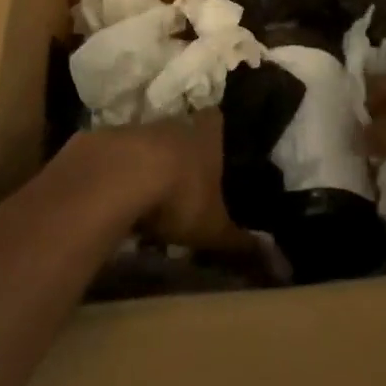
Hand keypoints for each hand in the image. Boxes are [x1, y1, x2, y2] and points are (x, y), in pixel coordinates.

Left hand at [74, 113, 253, 252]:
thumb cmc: (179, 196)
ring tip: (150, 195)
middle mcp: (173, 123)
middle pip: (181, 129)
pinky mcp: (102, 140)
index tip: (218, 145)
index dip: (217, 130)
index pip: (216, 119)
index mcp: (206, 135)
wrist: (116, 178)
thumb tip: (283, 266)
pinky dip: (117, 172)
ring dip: (148, 162)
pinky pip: (115, 155)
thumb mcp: (214, 229)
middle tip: (185, 180)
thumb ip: (243, 245)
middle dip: (182, 151)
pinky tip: (115, 196)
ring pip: (147, 141)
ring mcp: (136, 128)